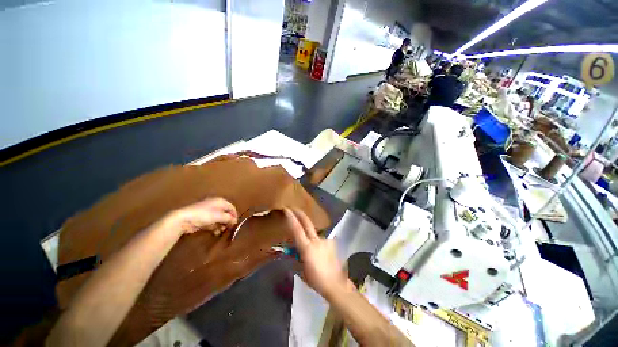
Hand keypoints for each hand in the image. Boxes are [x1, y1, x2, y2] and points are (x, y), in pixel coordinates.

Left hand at [166, 197, 237, 235]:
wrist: (183, 219)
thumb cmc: (203, 215)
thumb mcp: (218, 216)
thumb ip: (228, 218)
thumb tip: (235, 221)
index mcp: (220, 201)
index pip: (231, 208)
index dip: (234, 215)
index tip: (235, 224)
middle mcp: (215, 205)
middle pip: (225, 213)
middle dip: (227, 221)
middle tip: (229, 229)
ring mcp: (208, 212)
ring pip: (219, 218)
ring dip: (221, 225)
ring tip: (222, 232)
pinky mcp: (202, 218)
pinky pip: (212, 222)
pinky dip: (215, 227)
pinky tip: (215, 233)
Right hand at [283, 208, 348, 297]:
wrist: (335, 283)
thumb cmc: (315, 279)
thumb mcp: (302, 270)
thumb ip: (297, 257)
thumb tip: (293, 250)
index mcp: (306, 247)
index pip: (297, 229)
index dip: (291, 218)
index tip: (287, 209)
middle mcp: (315, 240)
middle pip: (307, 223)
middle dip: (300, 214)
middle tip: (294, 208)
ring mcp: (325, 240)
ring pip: (315, 233)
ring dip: (311, 235)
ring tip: (312, 248)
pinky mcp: (331, 242)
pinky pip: (322, 240)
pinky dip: (319, 244)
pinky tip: (322, 253)